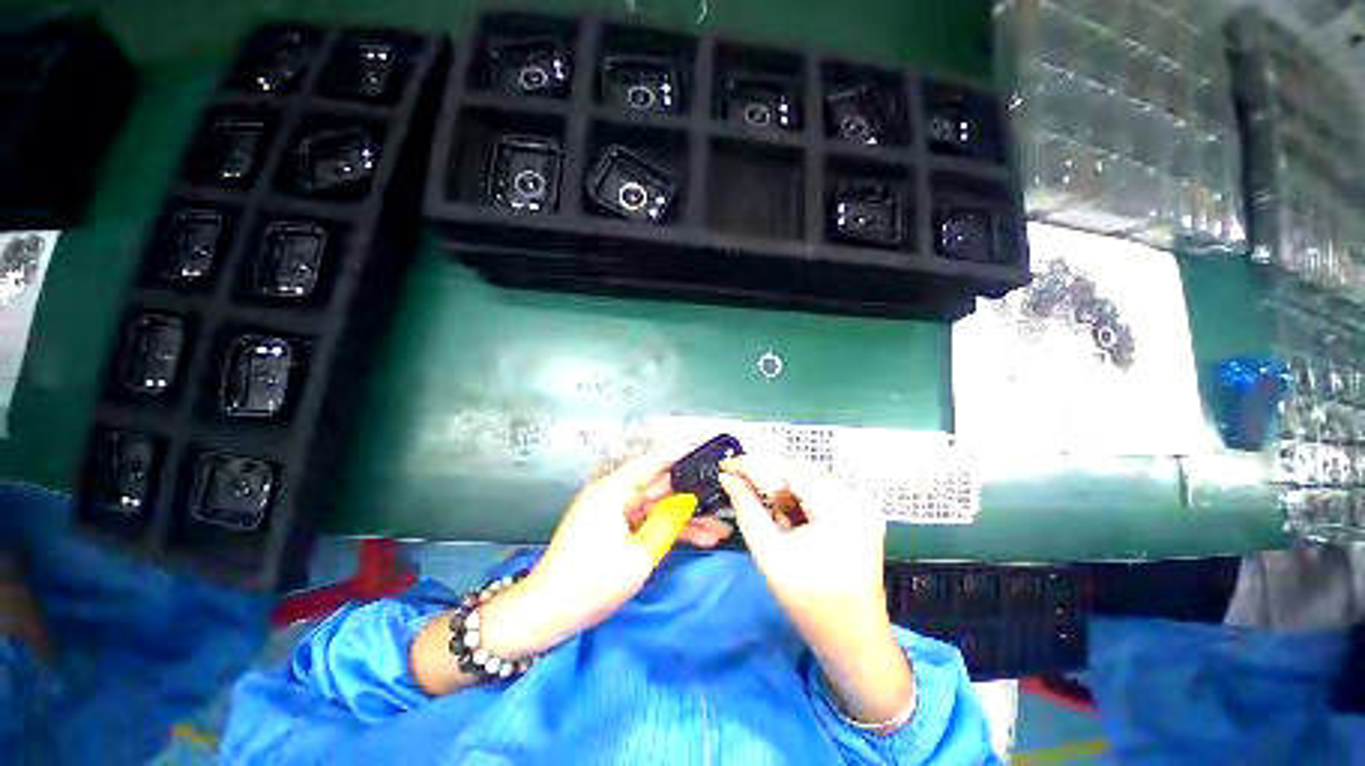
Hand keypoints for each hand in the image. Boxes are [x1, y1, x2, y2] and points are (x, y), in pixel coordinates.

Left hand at [413, 451, 731, 695]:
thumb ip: (667, 524)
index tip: (706, 455)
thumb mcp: (638, 555)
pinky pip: (649, 523)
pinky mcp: (617, 530)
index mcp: (613, 490)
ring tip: (721, 528)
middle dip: (692, 496)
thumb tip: (687, 503)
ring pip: (659, 508)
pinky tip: (701, 538)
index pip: (651, 463)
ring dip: (686, 518)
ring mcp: (615, 513)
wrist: (548, 614)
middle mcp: (614, 495)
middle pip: (660, 487)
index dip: (679, 456)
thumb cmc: (591, 582)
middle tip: (723, 498)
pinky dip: (671, 530)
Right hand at [719, 457, 913, 728]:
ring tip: (779, 524)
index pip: (787, 469)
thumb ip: (746, 509)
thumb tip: (728, 478)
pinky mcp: (860, 515)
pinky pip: (822, 493)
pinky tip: (794, 525)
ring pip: (809, 479)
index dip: (753, 465)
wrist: (854, 642)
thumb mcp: (769, 553)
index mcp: (837, 507)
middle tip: (747, 494)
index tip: (726, 465)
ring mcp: (861, 505)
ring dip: (786, 493)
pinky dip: (801, 501)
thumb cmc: (810, 603)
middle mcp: (855, 497)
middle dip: (770, 480)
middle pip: (800, 470)